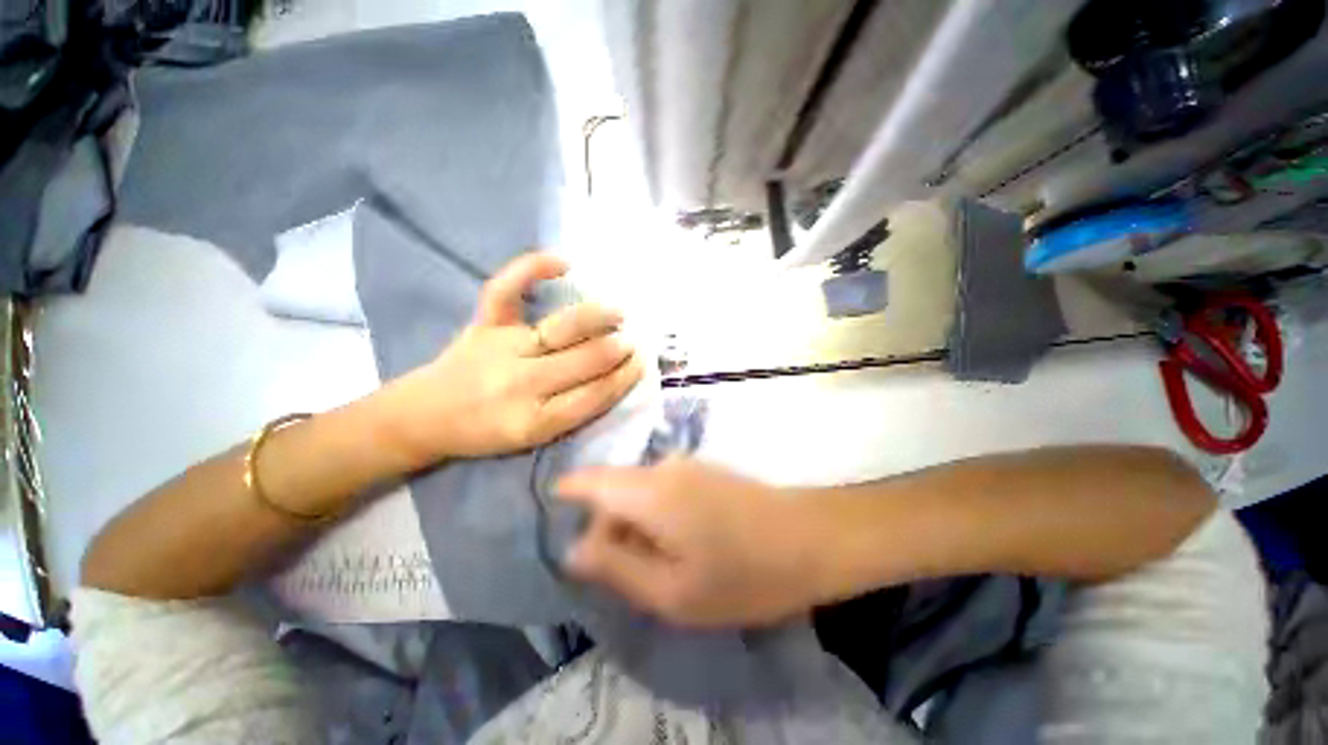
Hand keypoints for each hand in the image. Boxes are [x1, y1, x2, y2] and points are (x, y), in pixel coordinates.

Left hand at [384, 252, 643, 464]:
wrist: (424, 416)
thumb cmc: (485, 433)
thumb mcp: (534, 439)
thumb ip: (574, 412)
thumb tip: (614, 378)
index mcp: (535, 422)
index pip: (595, 396)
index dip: (624, 378)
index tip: (642, 364)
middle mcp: (520, 384)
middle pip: (585, 361)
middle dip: (618, 349)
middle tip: (635, 342)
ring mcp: (500, 347)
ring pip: (561, 328)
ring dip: (598, 319)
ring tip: (619, 313)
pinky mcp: (483, 324)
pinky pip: (506, 290)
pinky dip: (533, 268)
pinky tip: (563, 262)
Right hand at [557, 459, 821, 628]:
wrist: (810, 538)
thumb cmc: (742, 574)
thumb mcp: (672, 592)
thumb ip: (616, 567)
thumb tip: (575, 550)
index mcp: (647, 491)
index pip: (589, 480)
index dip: (567, 495)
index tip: (557, 520)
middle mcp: (662, 467)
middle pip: (613, 488)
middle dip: (604, 526)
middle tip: (618, 572)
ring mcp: (686, 465)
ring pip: (638, 490)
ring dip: (633, 524)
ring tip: (653, 566)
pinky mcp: (703, 472)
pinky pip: (661, 489)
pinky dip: (654, 515)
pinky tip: (678, 545)